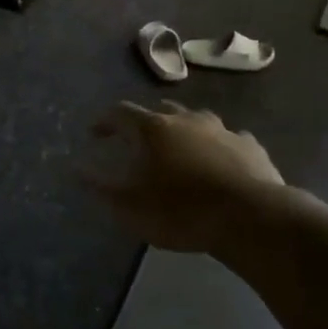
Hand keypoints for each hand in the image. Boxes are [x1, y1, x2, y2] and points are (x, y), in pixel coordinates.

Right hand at [84, 101, 283, 253]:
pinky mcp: (251, 147)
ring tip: (179, 149)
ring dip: (184, 130)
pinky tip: (220, 162)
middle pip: (161, 111)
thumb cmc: (179, 210)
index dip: (104, 121)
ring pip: (198, 120)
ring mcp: (223, 130)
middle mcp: (187, 120)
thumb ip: (99, 185)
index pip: (120, 113)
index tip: (94, 133)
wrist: (249, 217)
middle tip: (138, 140)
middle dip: (146, 123)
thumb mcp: (127, 205)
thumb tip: (76, 168)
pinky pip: (229, 140)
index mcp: (153, 129)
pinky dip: (218, 147)